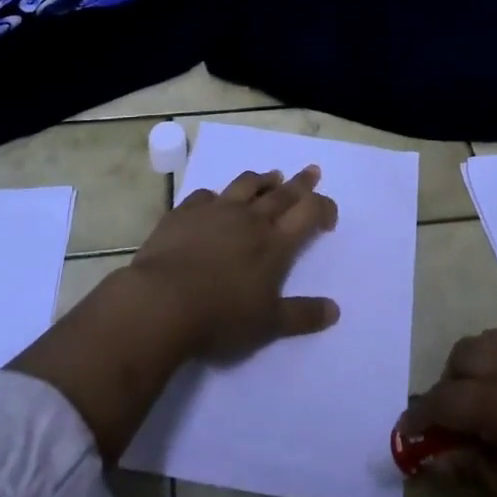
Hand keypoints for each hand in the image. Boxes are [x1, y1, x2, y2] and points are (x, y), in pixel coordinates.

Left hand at [11, 163, 340, 460]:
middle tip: (312, 170)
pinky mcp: (185, 212)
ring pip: (246, 185)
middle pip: (282, 193)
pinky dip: (217, 196)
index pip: (308, 213)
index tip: (329, 214)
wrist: (162, 303)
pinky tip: (215, 200)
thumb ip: (302, 316)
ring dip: (263, 179)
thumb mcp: (268, 326)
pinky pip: (206, 195)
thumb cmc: (220, 318)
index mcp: (275, 244)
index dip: (323, 207)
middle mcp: (250, 219)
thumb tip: (335, 310)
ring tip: (272, 176)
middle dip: (301, 182)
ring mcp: (216, 211)